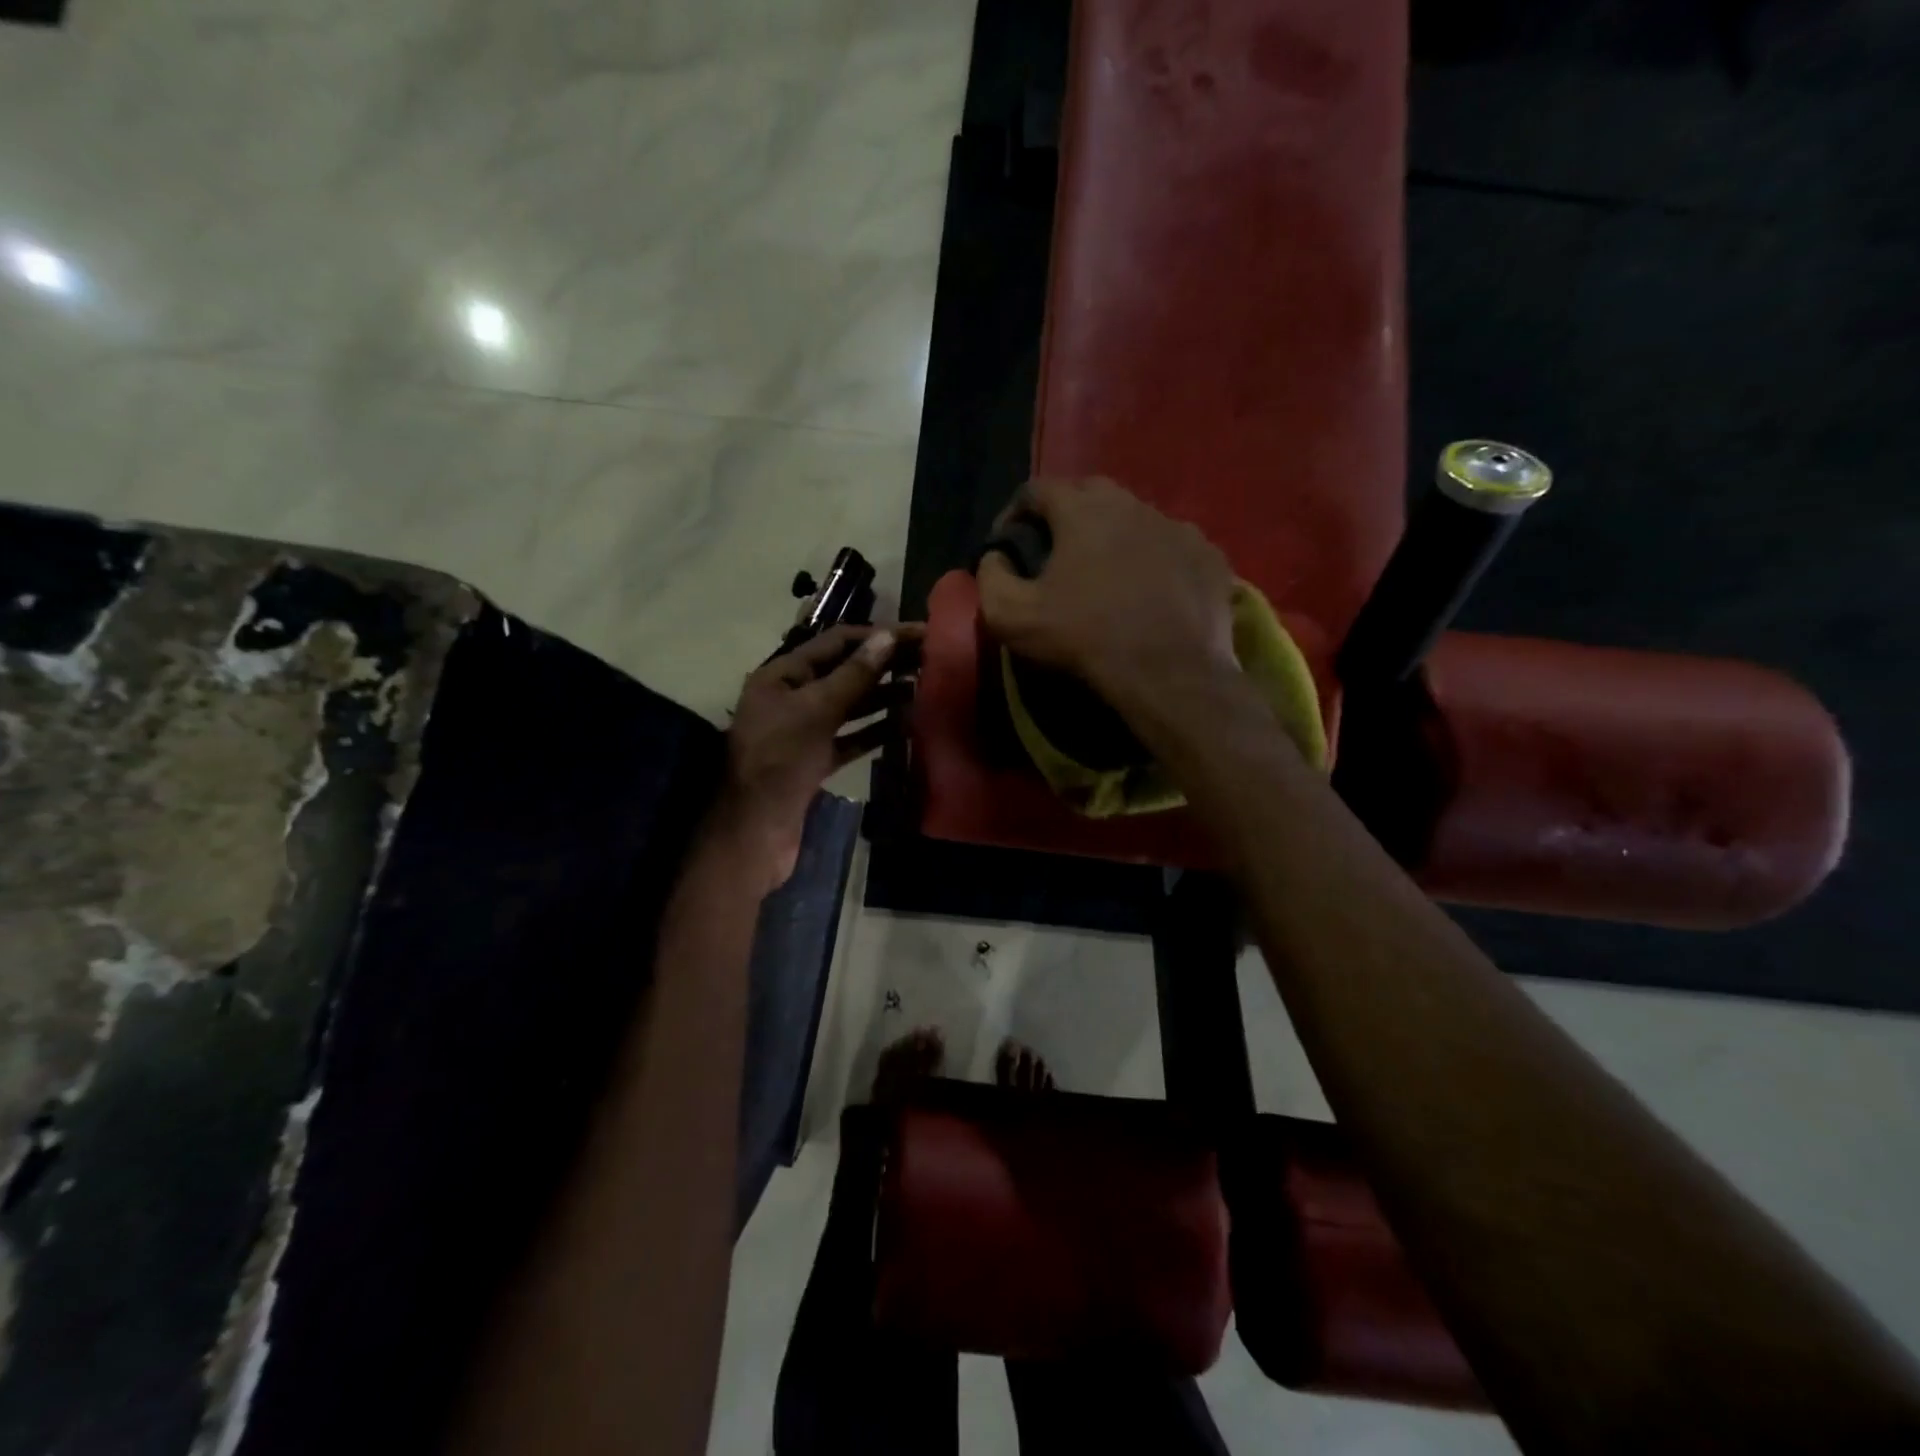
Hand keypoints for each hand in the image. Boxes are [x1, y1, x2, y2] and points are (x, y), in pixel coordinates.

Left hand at [710, 623, 918, 890]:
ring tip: (924, 688)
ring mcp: (804, 732)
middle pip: (845, 672)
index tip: (917, 634)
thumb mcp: (816, 710)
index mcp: (782, 676)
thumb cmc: (780, 761)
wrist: (754, 832)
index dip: (876, 635)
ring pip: (851, 705)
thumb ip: (853, 676)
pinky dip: (877, 730)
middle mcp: (792, 698)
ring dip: (885, 696)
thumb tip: (886, 637)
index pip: (835, 643)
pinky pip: (852, 738)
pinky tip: (907, 724)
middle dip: (884, 664)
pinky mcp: (816, 762)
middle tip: (929, 659)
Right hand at [977, 478, 1238, 706]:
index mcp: (1083, 511)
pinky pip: (1173, 547)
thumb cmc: (1086, 640)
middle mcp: (1133, 504)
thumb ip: (991, 578)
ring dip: (1115, 537)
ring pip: (1137, 518)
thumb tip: (996, 557)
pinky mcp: (1209, 556)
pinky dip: (1156, 560)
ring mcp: (1179, 527)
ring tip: (1107, 574)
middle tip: (1056, 553)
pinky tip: (1152, 591)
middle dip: (1066, 515)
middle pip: (1090, 494)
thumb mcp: (1012, 618)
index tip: (1008, 544)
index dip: (1014, 512)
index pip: (1037, 489)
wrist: (1170, 674)